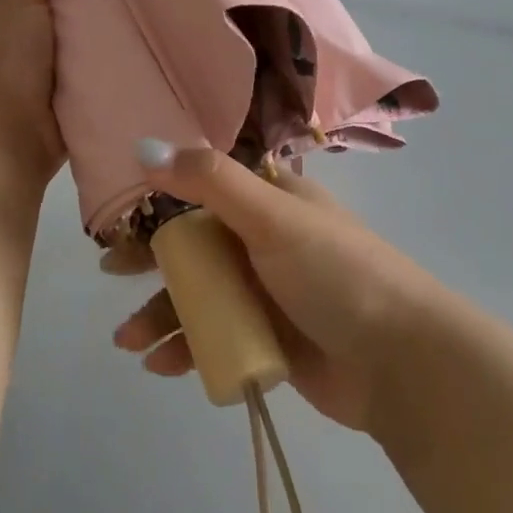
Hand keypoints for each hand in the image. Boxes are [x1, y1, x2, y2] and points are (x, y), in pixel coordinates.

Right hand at [109, 146, 435, 432]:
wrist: (403, 365)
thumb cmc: (336, 273)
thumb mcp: (272, 217)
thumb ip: (209, 180)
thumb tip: (144, 147)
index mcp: (268, 202)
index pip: (201, 191)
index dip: (159, 200)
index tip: (120, 215)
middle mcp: (262, 241)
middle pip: (192, 245)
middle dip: (150, 261)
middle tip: (109, 273)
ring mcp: (263, 293)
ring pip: (197, 296)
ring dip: (160, 314)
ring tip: (127, 340)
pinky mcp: (265, 341)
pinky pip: (212, 338)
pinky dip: (185, 348)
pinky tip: (160, 365)